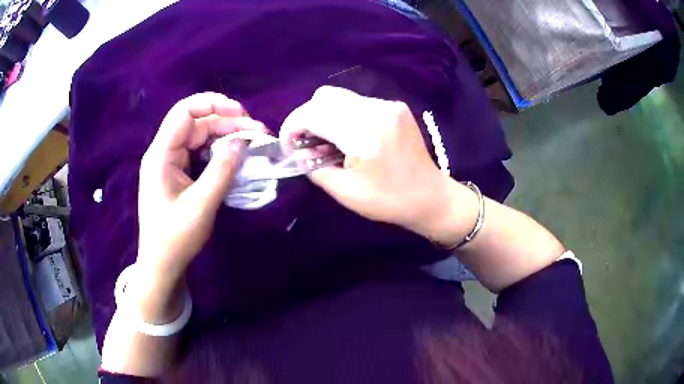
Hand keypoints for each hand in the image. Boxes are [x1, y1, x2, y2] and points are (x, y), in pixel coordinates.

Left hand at [137, 93, 266, 287]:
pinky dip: (218, 152)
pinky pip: (200, 154)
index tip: (241, 112)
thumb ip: (222, 170)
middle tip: (257, 133)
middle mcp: (164, 153)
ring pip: (200, 138)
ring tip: (252, 143)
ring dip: (225, 137)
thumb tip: (242, 141)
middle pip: (196, 123)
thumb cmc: (176, 238)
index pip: (184, 112)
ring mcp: (171, 163)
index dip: (213, 104)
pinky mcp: (178, 174)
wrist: (162, 265)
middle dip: (227, 123)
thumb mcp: (201, 205)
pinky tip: (235, 158)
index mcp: (161, 155)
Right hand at [280, 86, 450, 234]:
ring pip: (340, 97)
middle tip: (307, 143)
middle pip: (324, 97)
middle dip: (306, 118)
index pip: (313, 114)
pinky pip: (357, 102)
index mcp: (364, 133)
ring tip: (328, 142)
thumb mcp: (345, 193)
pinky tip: (350, 136)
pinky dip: (343, 115)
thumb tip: (297, 152)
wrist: (429, 196)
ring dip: (325, 115)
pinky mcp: (395, 107)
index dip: (292, 127)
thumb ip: (314, 168)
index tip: (288, 146)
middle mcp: (376, 110)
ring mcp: (388, 105)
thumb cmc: (388, 200)